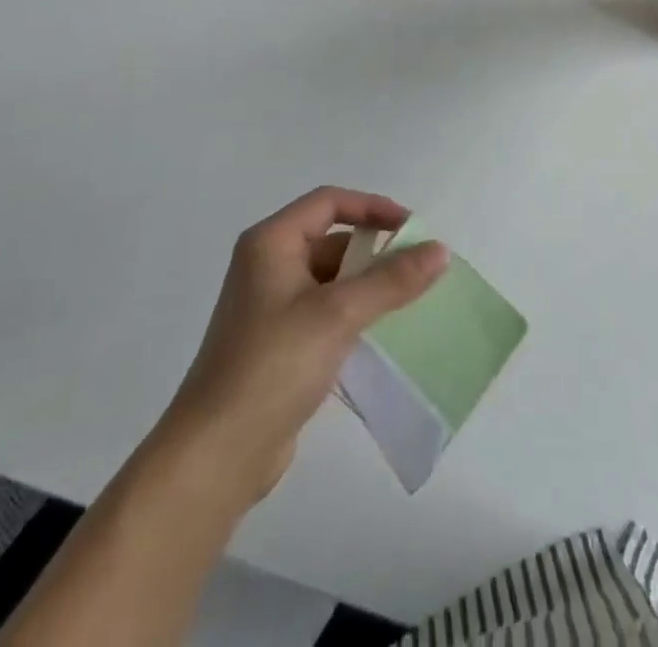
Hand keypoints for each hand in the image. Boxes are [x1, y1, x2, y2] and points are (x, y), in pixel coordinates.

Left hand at [154, 187, 448, 511]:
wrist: (216, 455)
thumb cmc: (273, 366)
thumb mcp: (337, 315)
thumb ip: (391, 280)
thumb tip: (440, 250)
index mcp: (271, 243)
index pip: (330, 202)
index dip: (373, 208)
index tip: (413, 229)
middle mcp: (268, 264)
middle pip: (331, 239)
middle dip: (375, 251)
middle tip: (419, 269)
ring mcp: (270, 305)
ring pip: (331, 278)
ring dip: (368, 285)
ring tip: (410, 301)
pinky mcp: (278, 342)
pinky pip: (325, 311)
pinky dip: (354, 313)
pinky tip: (382, 333)